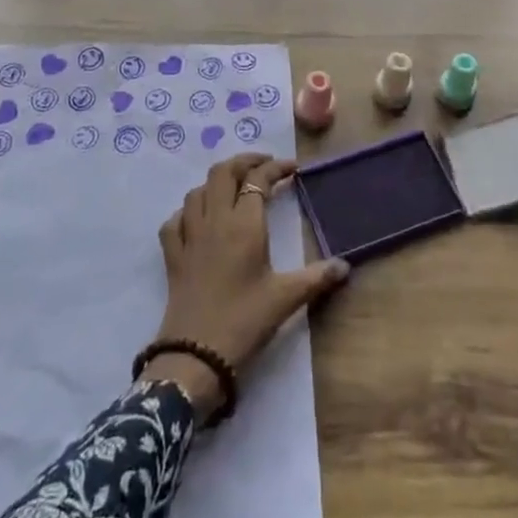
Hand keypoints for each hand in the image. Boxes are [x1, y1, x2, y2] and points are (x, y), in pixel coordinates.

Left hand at [144, 153, 350, 418]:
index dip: (276, 168)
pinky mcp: (172, 257)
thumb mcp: (286, 298)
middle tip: (264, 166)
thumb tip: (345, 266)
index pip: (258, 180)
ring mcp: (189, 237)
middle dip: (243, 162)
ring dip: (216, 183)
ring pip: (197, 192)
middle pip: (222, 173)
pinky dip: (187, 212)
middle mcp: (214, 221)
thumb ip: (316, 278)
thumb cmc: (244, 321)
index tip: (293, 168)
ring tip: (234, 189)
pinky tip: (197, 220)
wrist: (195, 356)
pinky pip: (175, 221)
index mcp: (244, 224)